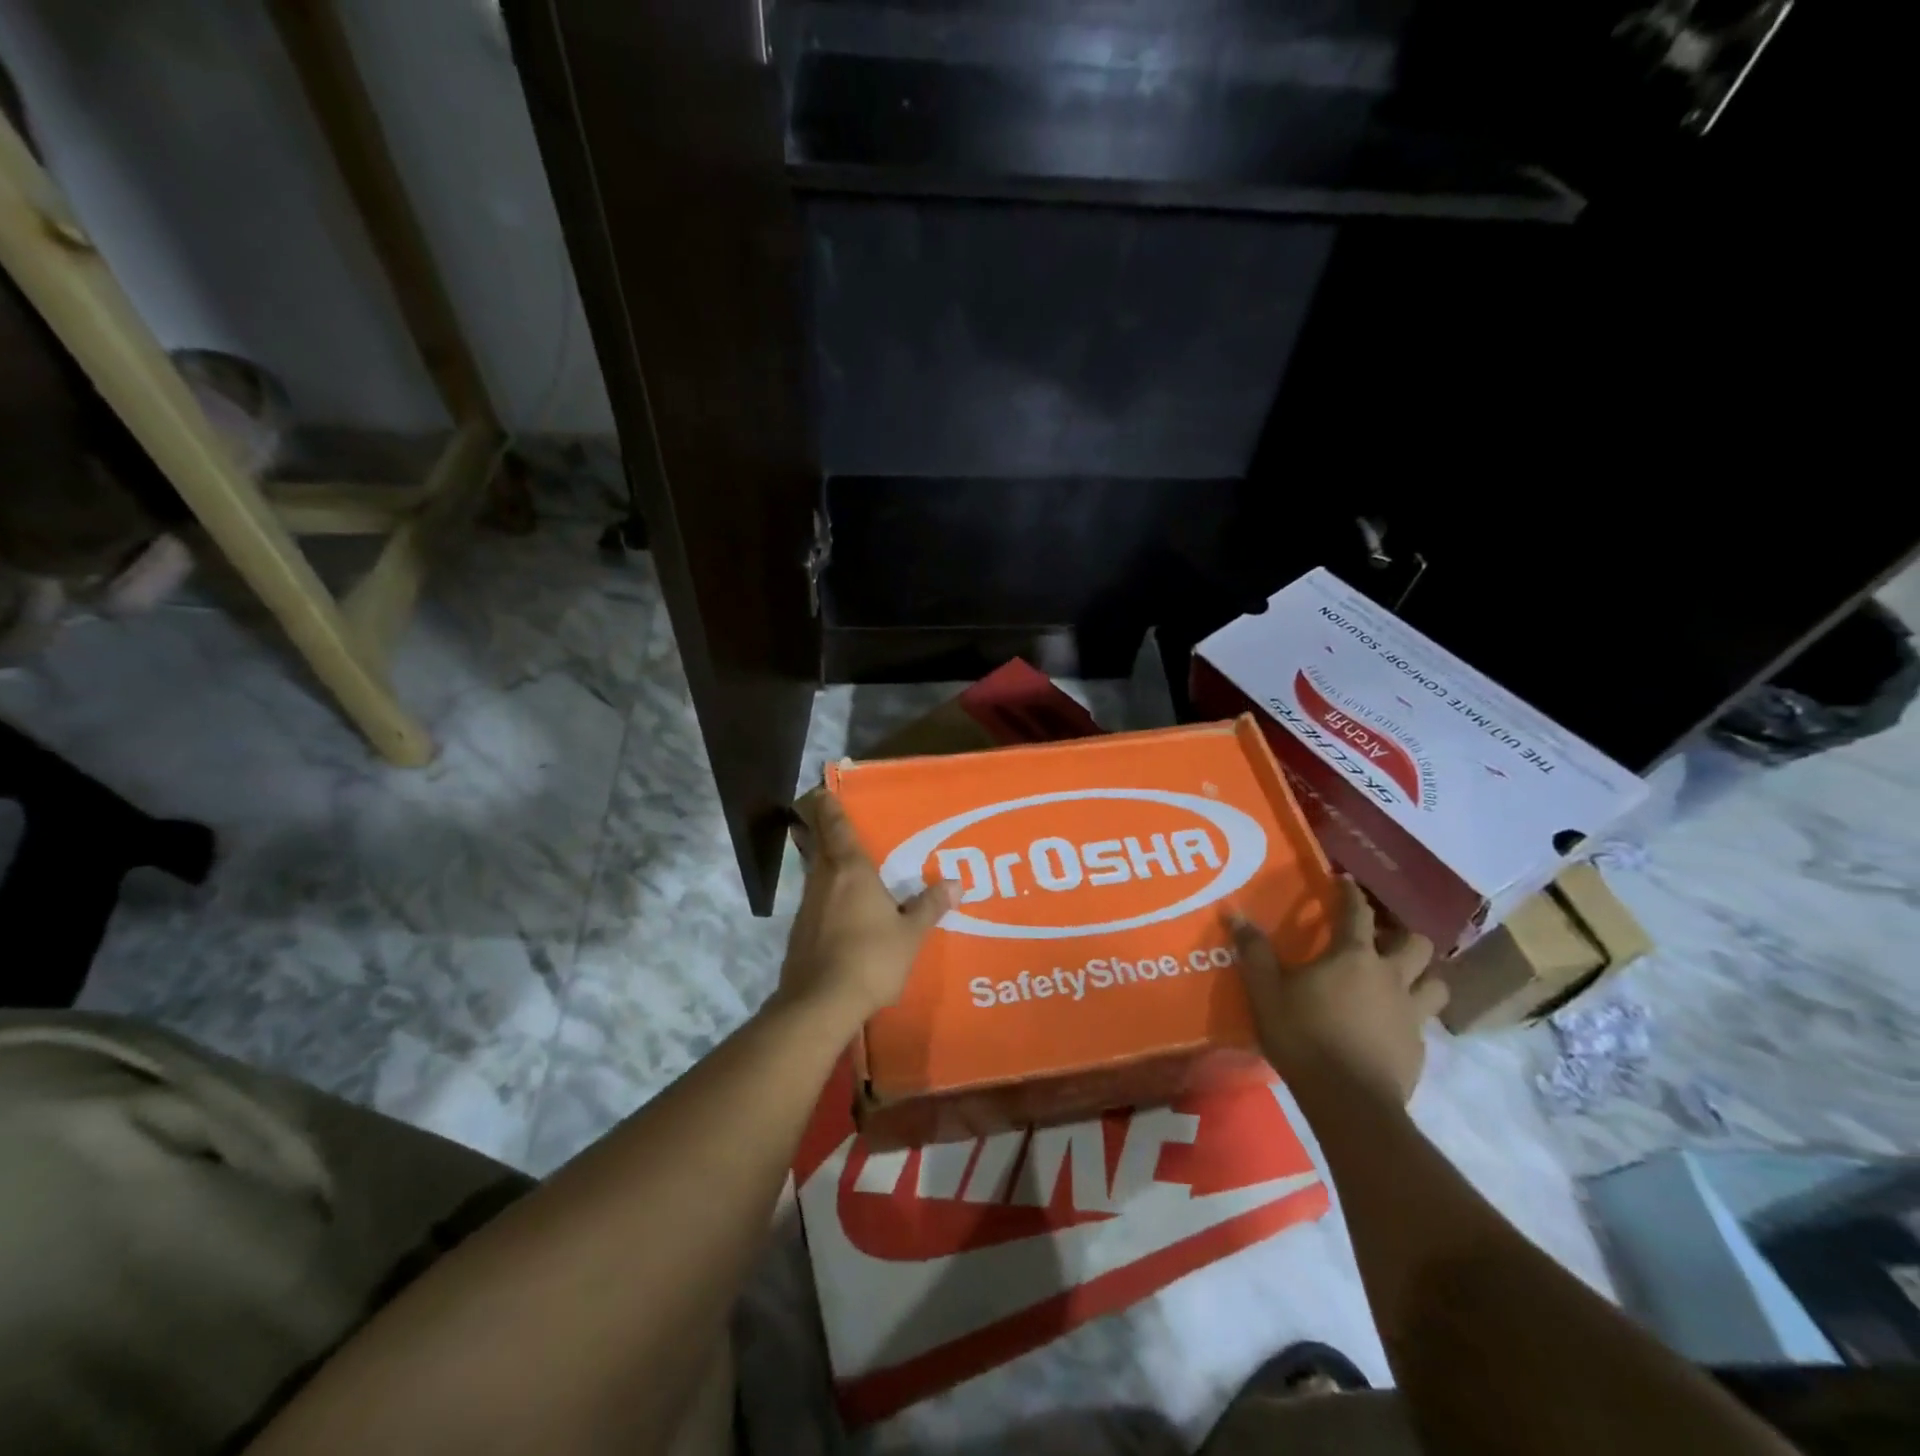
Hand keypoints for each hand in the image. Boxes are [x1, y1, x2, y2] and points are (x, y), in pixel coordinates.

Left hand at [775, 793, 951, 1023]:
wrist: (820, 1003)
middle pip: (819, 845)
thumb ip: (929, 906)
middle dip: (821, 830)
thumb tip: (955, 882)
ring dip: (822, 863)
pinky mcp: (799, 932)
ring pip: (814, 873)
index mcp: (851, 871)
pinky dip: (824, 895)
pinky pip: (814, 901)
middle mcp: (824, 880)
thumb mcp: (910, 934)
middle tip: (829, 819)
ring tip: (840, 864)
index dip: (829, 807)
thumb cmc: (871, 959)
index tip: (822, 791)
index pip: (837, 828)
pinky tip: (837, 909)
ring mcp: (807, 907)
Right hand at [1228, 877, 1448, 1105]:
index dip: (1351, 894)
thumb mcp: (1266, 992)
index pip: (1357, 913)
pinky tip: (1393, 1024)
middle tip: (1383, 939)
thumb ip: (1254, 952)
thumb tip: (1235, 913)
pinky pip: (1425, 1021)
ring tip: (1403, 979)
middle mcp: (1391, 977)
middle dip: (1403, 935)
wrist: (1350, 1102)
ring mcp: (1411, 1013)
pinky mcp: (1419, 1047)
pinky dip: (1412, 1014)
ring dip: (1423, 975)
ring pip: (1436, 983)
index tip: (1346, 883)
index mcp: (1353, 957)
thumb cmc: (1304, 1037)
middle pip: (1417, 944)